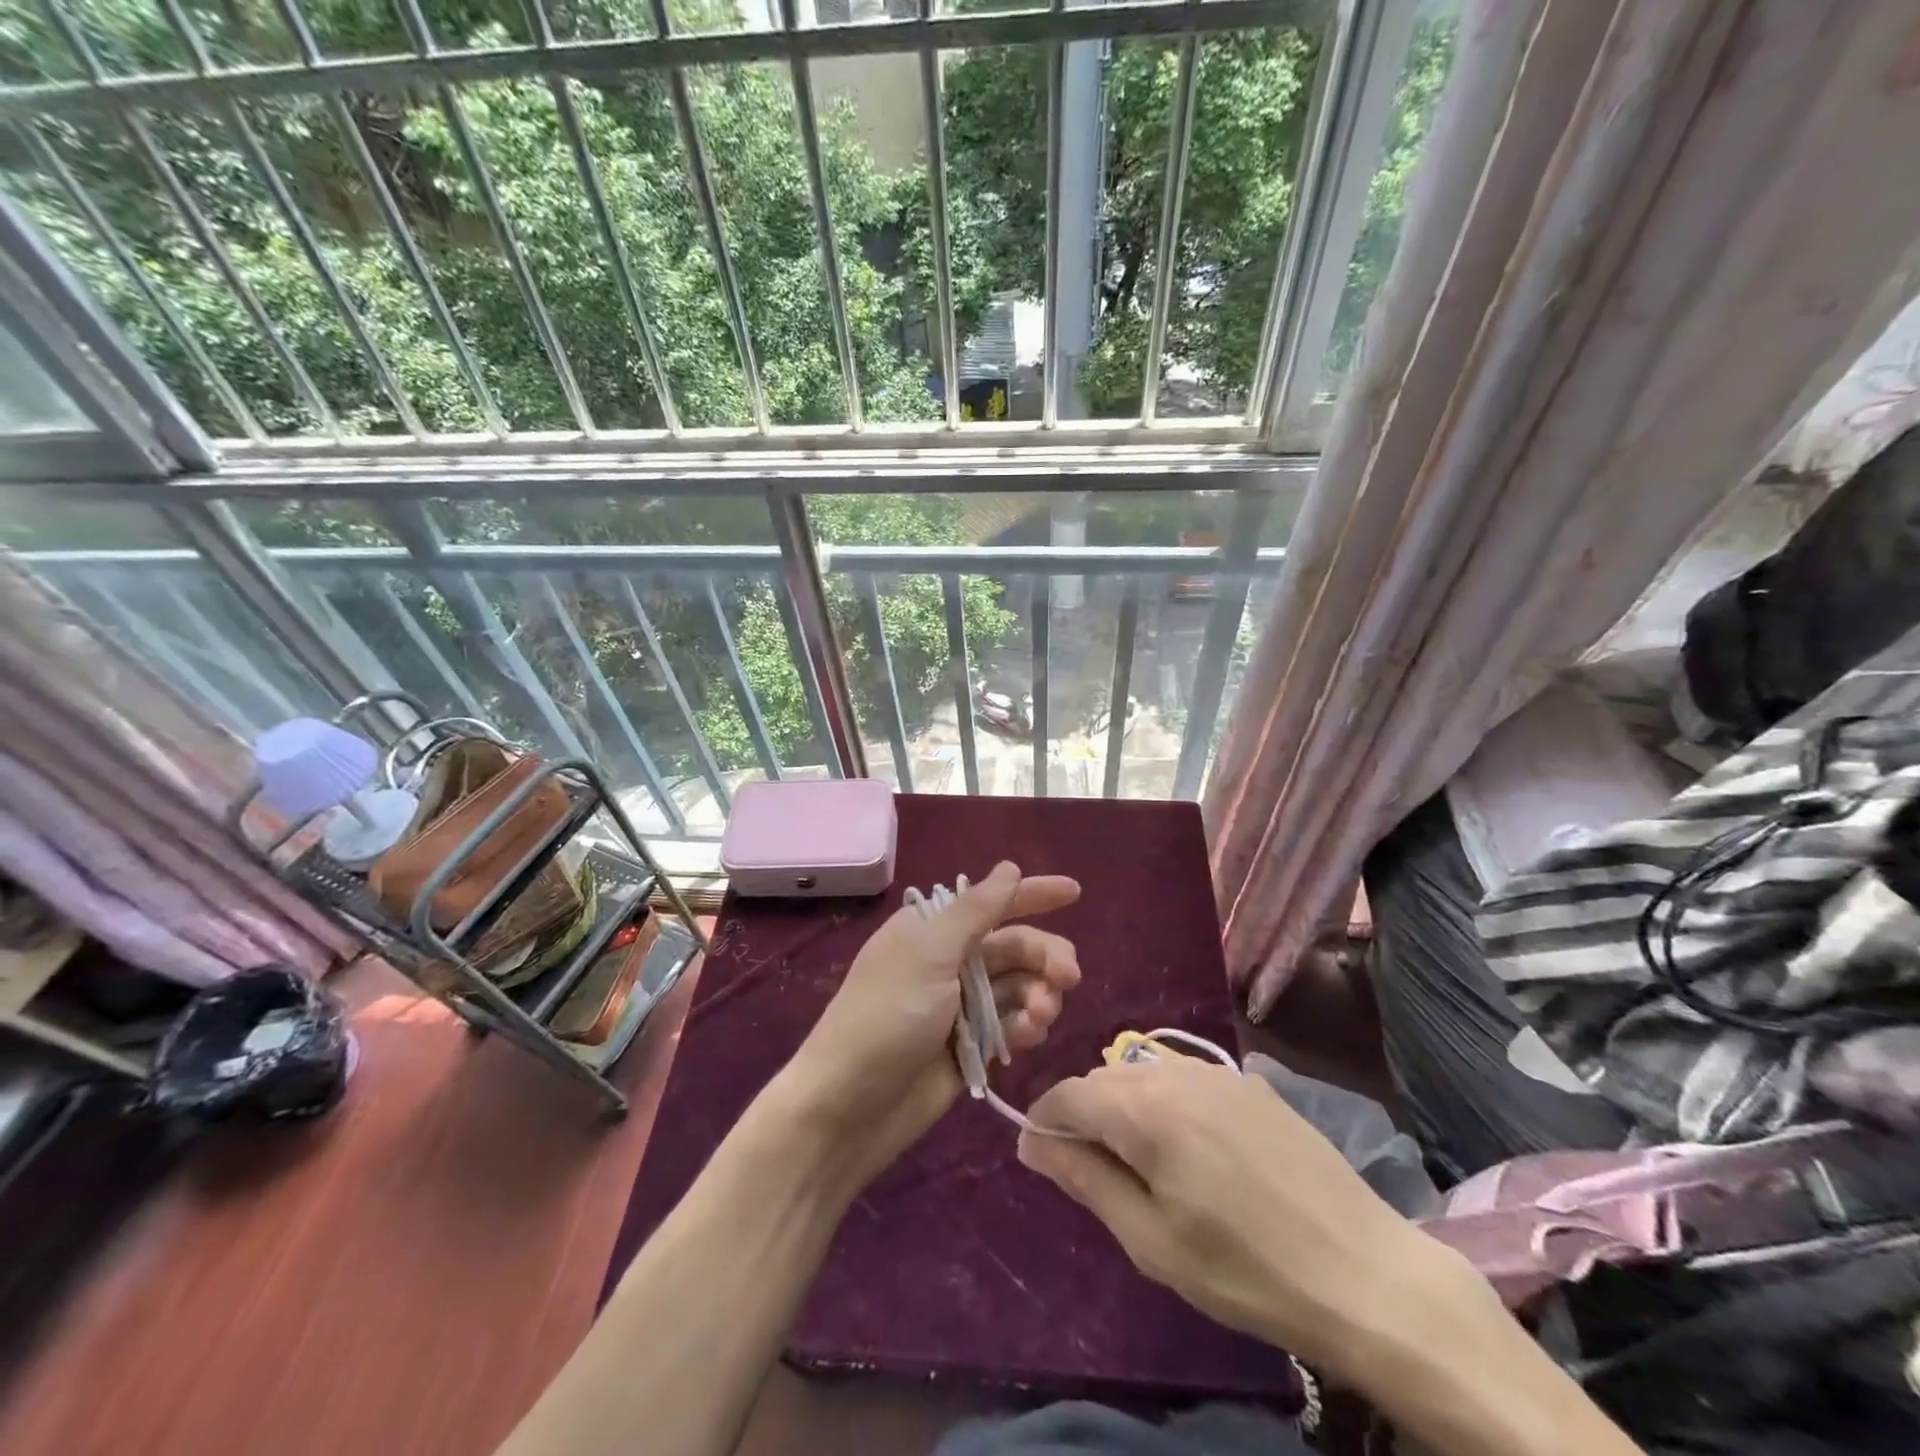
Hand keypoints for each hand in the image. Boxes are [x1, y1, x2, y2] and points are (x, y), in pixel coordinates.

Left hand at [783, 861, 1080, 1188]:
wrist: (850, 1108)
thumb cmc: (886, 1016)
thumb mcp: (929, 954)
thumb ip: (975, 911)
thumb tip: (1009, 868)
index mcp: (933, 929)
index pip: (992, 902)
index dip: (1033, 893)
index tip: (1076, 892)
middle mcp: (950, 961)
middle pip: (1016, 946)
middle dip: (1045, 957)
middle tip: (1068, 977)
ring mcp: (962, 1006)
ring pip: (1021, 987)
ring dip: (1039, 996)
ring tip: (1040, 1018)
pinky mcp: (972, 1046)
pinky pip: (1013, 1025)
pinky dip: (1026, 1027)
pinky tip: (1028, 1038)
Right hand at [1017, 1055, 1488, 1386]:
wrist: (1366, 1273)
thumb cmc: (1246, 1270)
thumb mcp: (1152, 1240)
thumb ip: (1085, 1179)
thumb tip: (1032, 1142)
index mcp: (1145, 1108)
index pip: (1068, 1093)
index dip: (1045, 1120)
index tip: (1042, 1156)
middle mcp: (1176, 1071)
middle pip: (1104, 1078)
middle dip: (1085, 1115)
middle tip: (1096, 1172)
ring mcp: (1218, 1072)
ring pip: (1144, 1073)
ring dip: (1126, 1106)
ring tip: (1144, 1163)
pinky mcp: (1251, 1082)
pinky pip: (1185, 1078)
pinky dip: (1166, 1102)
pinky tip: (1193, 1150)